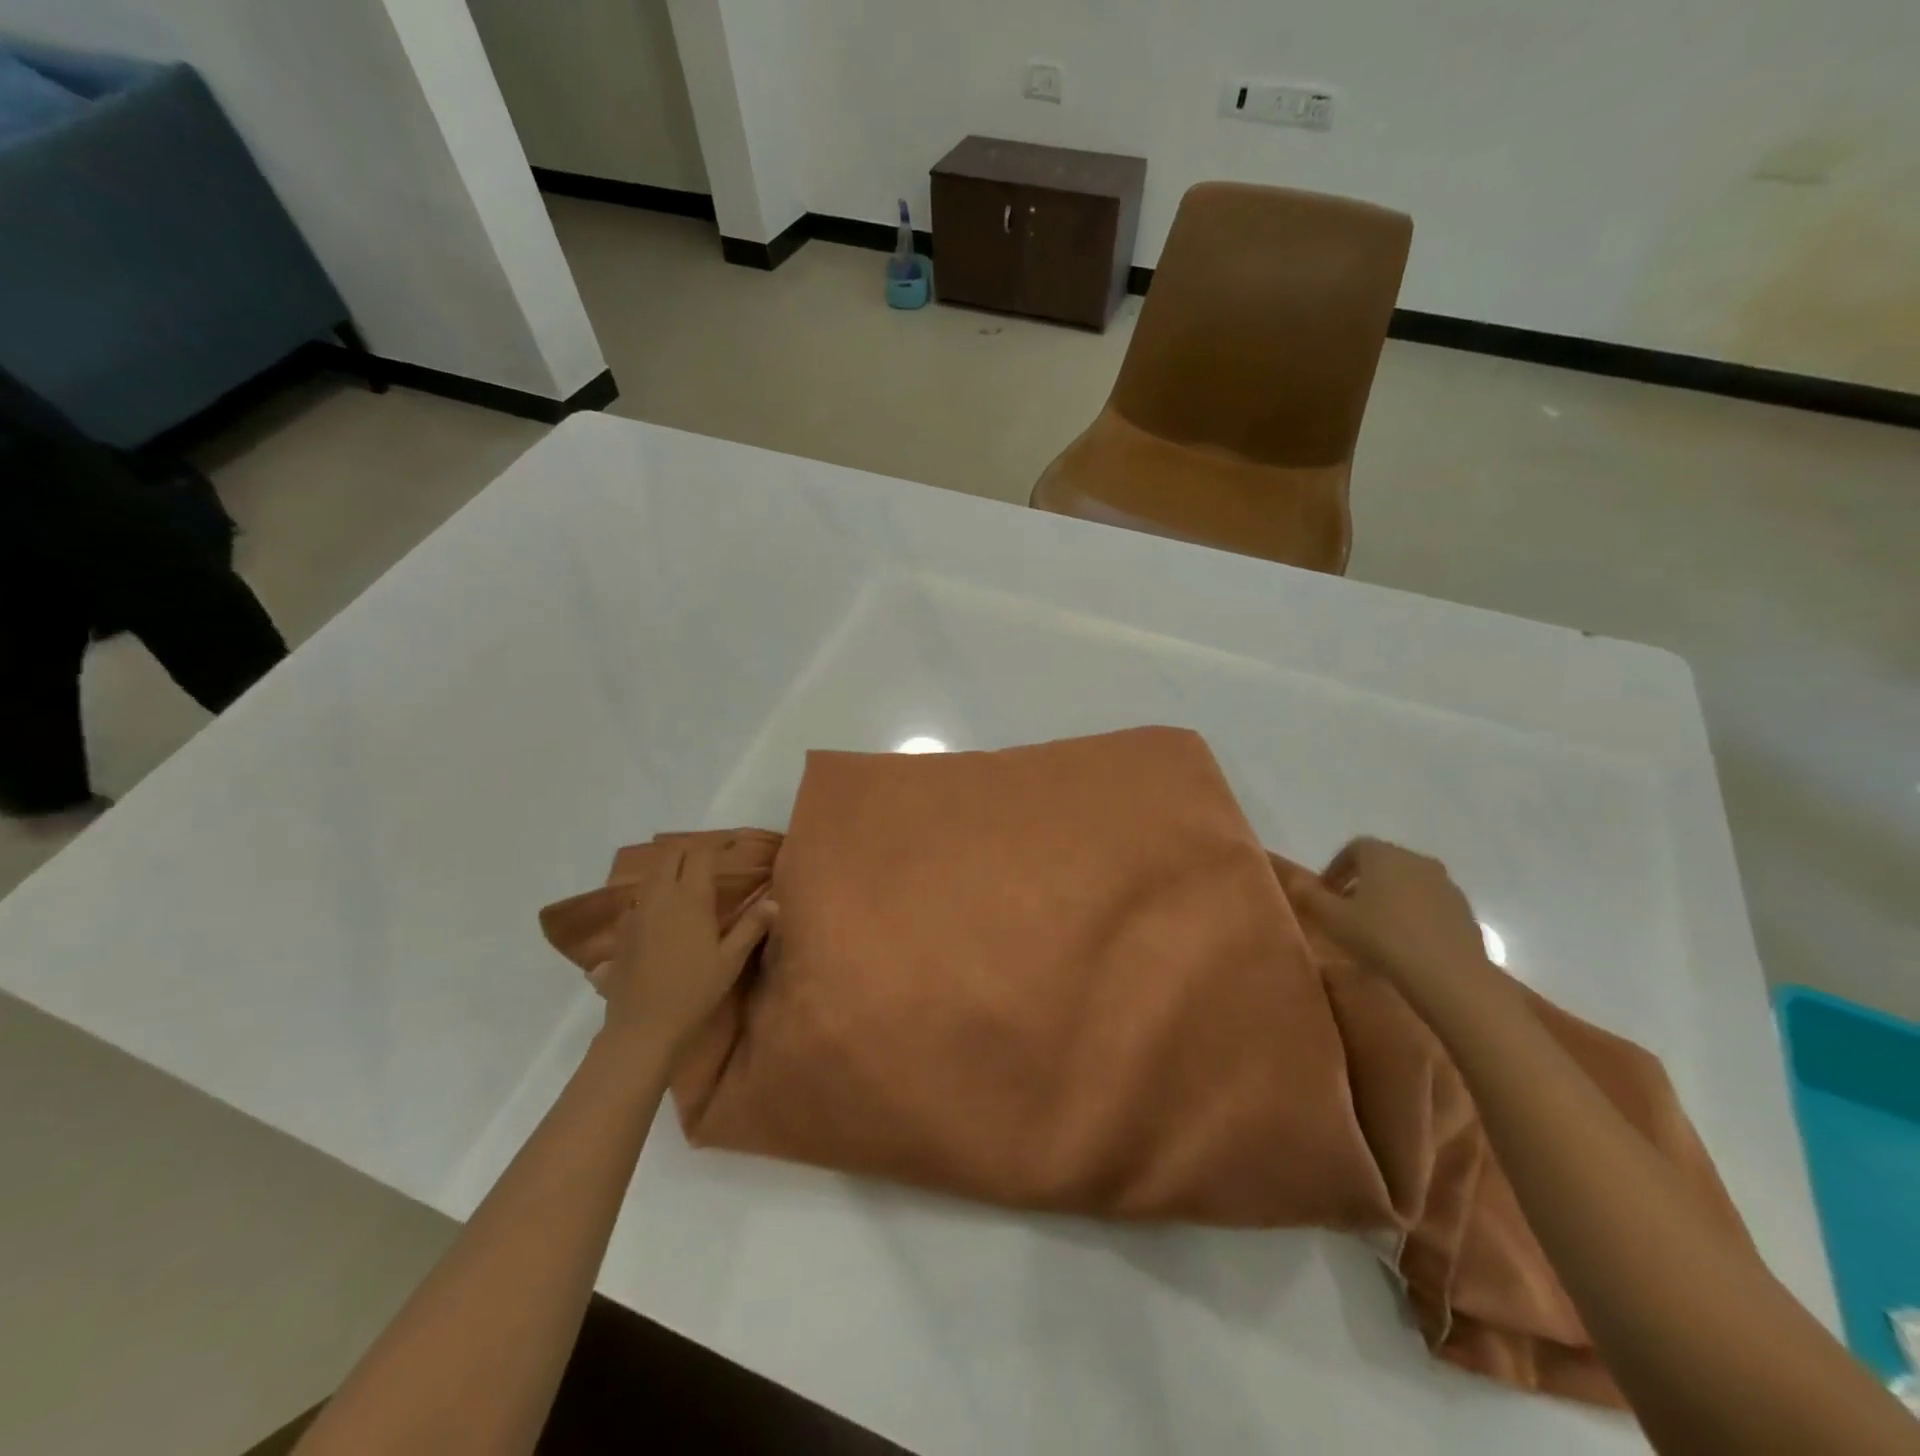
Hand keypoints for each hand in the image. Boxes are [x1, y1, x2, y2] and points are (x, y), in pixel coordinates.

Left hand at [587, 842, 776, 1066]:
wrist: (642, 1027)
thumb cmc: (693, 991)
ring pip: (653, 873)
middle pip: (671, 854)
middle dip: (691, 848)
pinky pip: (641, 896)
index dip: (716, 844)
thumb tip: (773, 902)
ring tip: (690, 876)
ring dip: (671, 866)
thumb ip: (751, 927)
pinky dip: (656, 890)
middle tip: (712, 856)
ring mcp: (637, 912)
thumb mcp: (730, 960)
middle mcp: (660, 896)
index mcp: (689, 898)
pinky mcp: (624, 930)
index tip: (732, 844)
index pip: (700, 854)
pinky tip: (666, 908)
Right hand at [1280, 837, 1490, 989]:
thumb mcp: (1332, 918)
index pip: (1354, 848)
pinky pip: (1429, 904)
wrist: (1449, 974)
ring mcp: (1445, 885)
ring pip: (1408, 884)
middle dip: (1362, 882)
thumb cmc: (1382, 937)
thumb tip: (1295, 880)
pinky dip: (1413, 914)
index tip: (1325, 892)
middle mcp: (1416, 860)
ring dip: (1389, 898)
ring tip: (1375, 928)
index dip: (1336, 868)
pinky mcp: (1464, 911)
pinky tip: (1404, 942)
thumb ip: (1309, 896)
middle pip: (1383, 864)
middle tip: (1346, 910)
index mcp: (1383, 854)